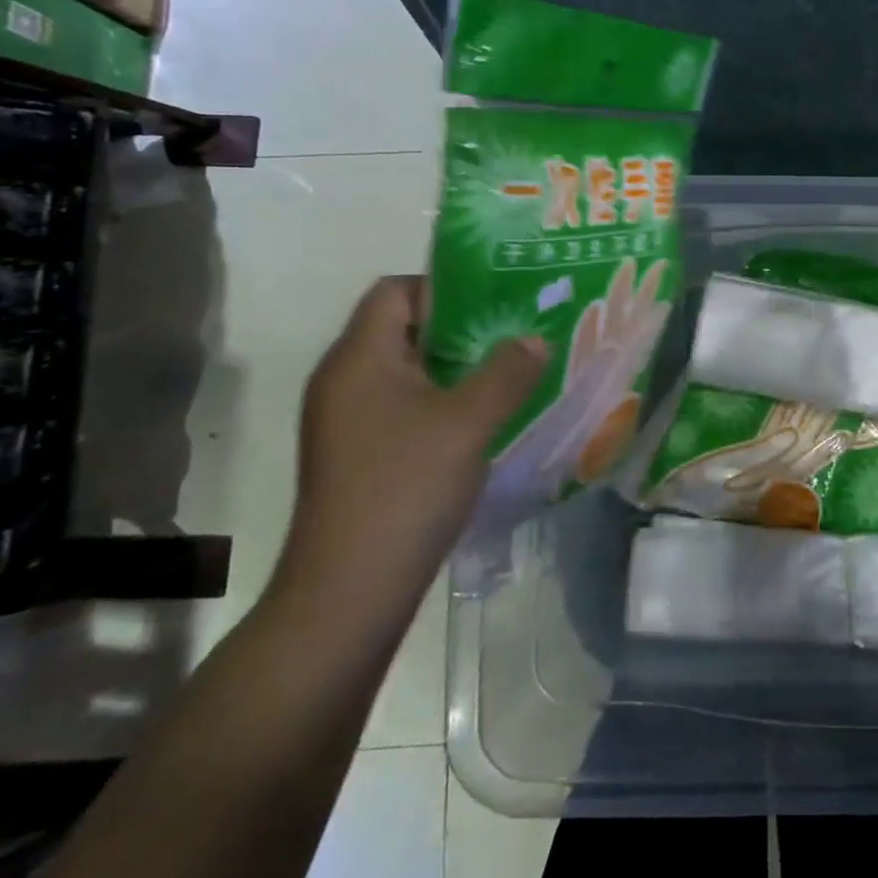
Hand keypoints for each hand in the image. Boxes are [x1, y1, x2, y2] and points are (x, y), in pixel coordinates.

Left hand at [275, 277, 547, 612]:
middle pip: (403, 328)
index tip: (496, 303)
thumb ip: (507, 372)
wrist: (349, 590)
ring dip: (457, 367)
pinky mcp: (359, 453)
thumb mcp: (469, 422)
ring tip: (510, 372)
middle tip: (515, 333)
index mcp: (359, 358)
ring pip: (408, 371)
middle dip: (462, 327)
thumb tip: (534, 340)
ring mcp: (347, 420)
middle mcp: (344, 380)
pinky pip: (404, 405)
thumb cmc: (406, 488)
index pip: (395, 290)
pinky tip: (483, 419)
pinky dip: (443, 400)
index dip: (444, 287)